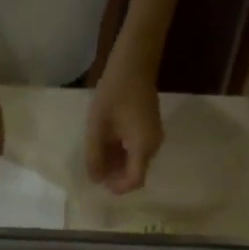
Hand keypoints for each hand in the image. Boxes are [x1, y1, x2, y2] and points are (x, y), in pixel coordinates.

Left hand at [85, 55, 163, 193]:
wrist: (135, 61)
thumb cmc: (115, 92)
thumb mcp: (98, 126)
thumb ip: (95, 155)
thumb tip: (95, 180)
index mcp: (143, 147)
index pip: (134, 181)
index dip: (118, 187)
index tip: (100, 183)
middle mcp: (153, 146)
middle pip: (135, 172)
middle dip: (115, 175)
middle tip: (94, 167)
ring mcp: (154, 137)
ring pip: (135, 161)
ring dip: (117, 163)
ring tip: (97, 153)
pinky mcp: (150, 128)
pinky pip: (137, 149)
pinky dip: (122, 152)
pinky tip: (106, 142)